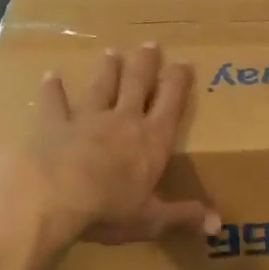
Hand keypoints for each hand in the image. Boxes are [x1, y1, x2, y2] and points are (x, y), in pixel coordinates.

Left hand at [20, 44, 218, 247]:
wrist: (50, 200)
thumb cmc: (107, 210)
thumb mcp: (150, 219)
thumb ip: (183, 216)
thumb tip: (218, 224)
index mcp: (152, 141)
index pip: (171, 103)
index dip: (179, 82)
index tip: (184, 63)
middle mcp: (123, 121)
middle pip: (137, 84)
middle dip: (145, 64)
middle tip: (150, 45)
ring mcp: (85, 119)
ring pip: (101, 86)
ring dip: (108, 69)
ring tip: (111, 52)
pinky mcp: (51, 124)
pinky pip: (53, 102)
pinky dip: (53, 89)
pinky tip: (50, 76)